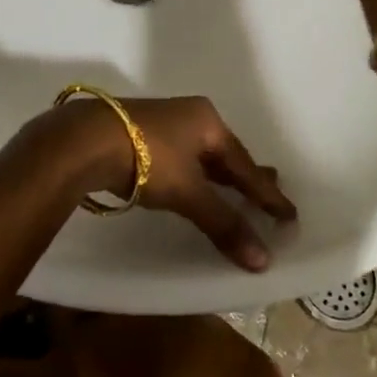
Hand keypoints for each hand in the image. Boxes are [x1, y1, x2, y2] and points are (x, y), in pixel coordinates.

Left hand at [27, 95, 296, 270]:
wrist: (87, 139)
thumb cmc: (148, 158)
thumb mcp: (189, 192)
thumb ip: (223, 223)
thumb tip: (262, 260)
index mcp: (208, 120)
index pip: (245, 163)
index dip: (266, 193)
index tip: (289, 213)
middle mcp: (190, 115)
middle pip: (225, 154)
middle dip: (245, 178)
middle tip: (269, 197)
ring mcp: (164, 123)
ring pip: (201, 156)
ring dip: (219, 178)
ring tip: (236, 194)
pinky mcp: (142, 136)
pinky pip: (182, 159)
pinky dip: (196, 177)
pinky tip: (195, 187)